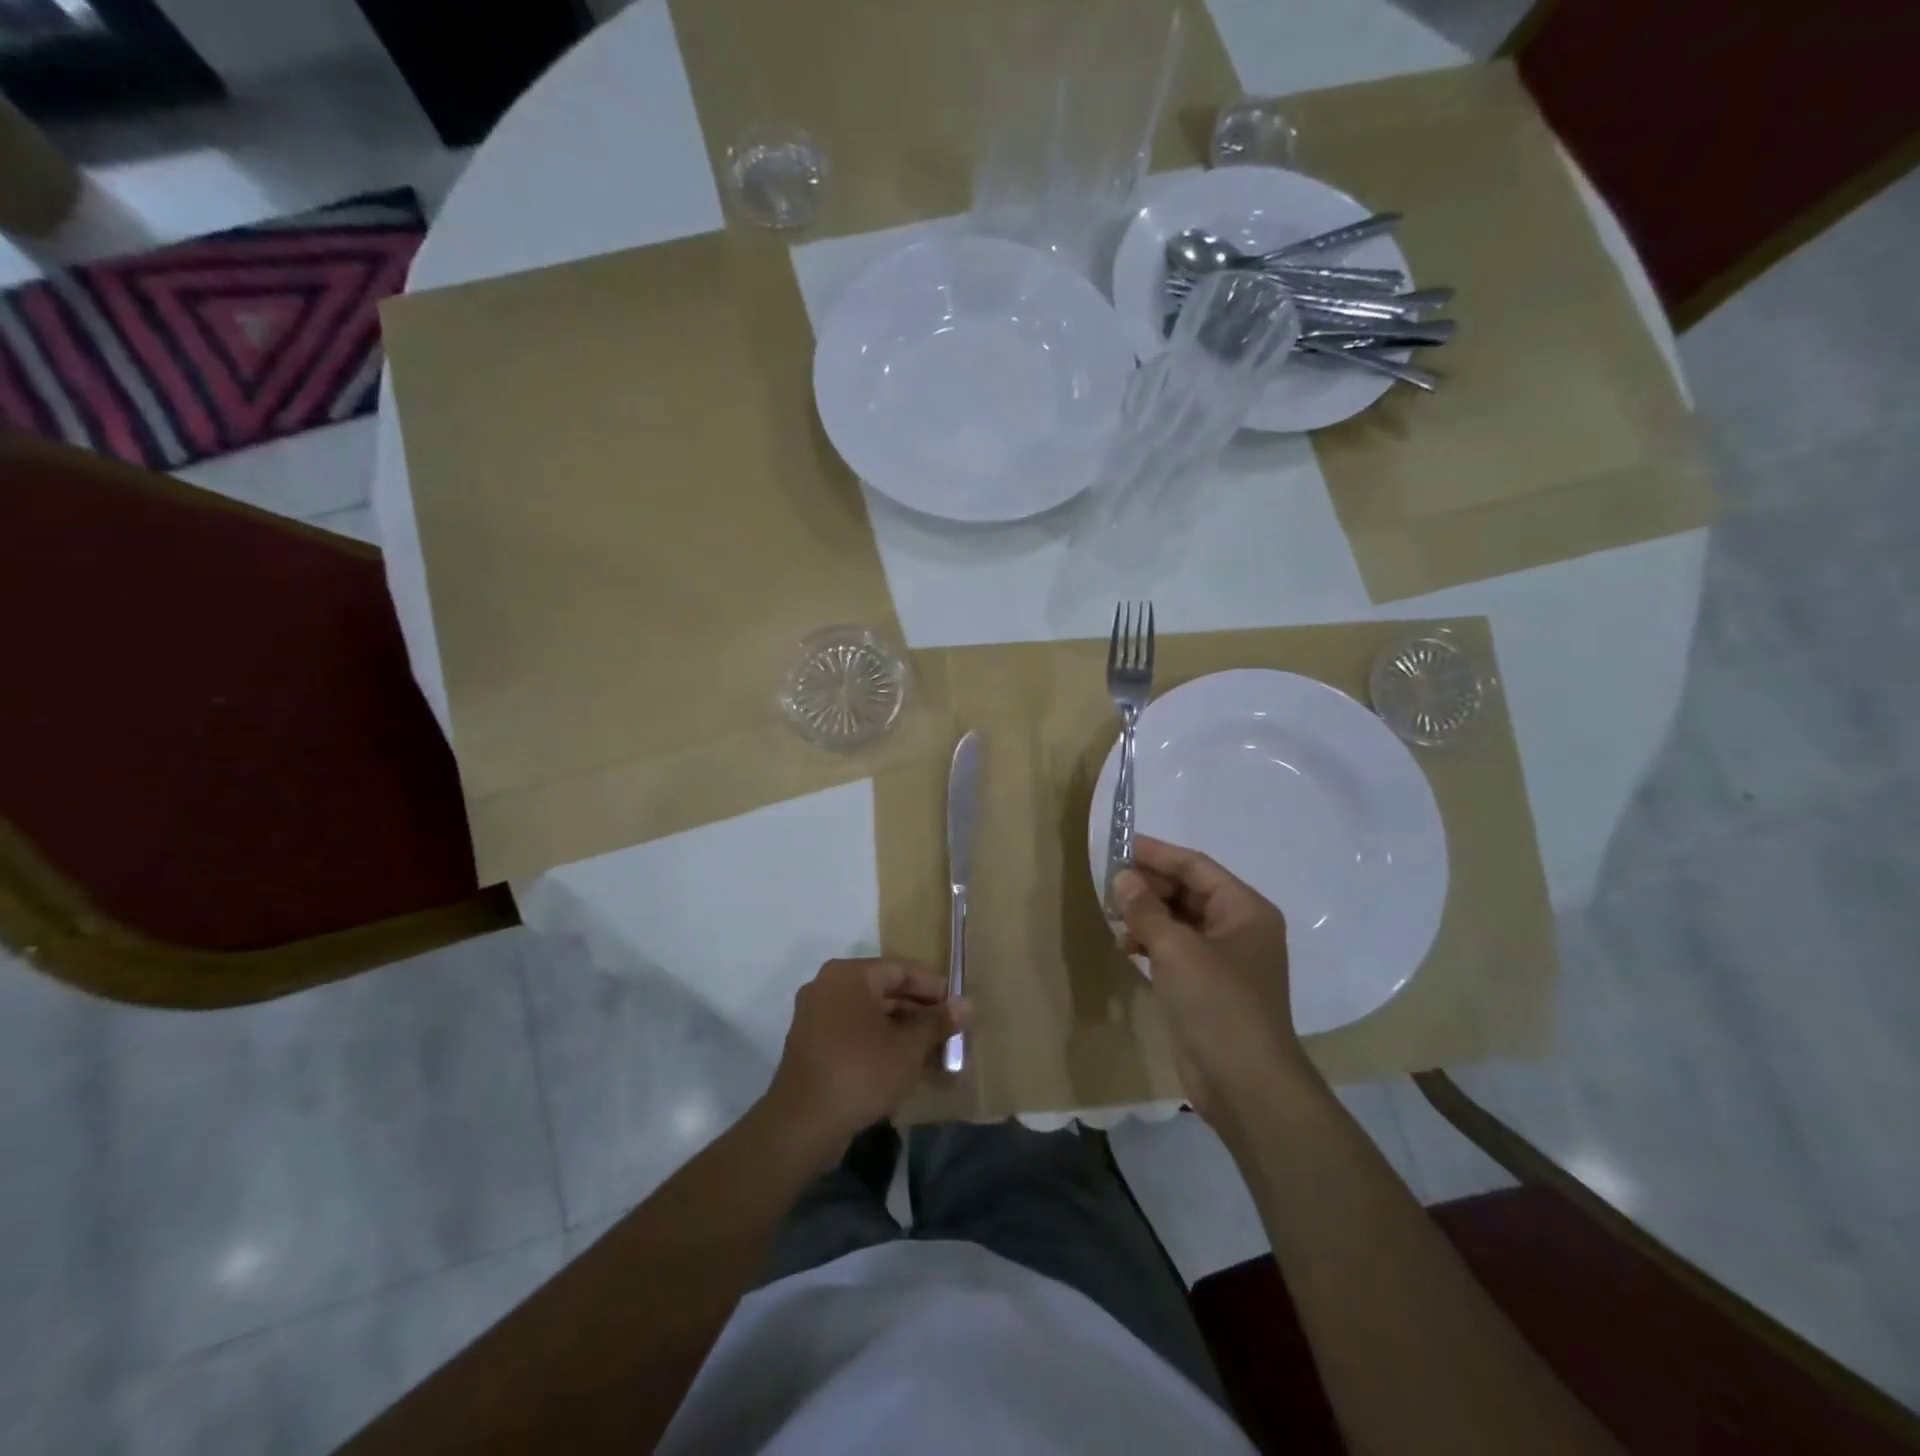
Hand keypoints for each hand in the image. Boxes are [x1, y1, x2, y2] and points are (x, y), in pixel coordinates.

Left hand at [765, 958, 962, 1160]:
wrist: (803, 1125)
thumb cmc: (861, 1072)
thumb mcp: (908, 1047)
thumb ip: (937, 1022)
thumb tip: (966, 1005)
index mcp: (849, 975)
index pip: (901, 969)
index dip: (933, 986)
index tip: (958, 1005)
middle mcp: (828, 986)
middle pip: (884, 990)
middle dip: (919, 1011)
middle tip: (950, 1030)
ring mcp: (815, 1015)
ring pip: (870, 1014)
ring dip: (902, 1030)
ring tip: (934, 1051)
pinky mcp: (812, 1044)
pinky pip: (854, 1032)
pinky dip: (880, 1042)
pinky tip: (906, 1064)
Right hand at [1114, 836, 1314, 1123]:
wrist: (1246, 1084)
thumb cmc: (1218, 1005)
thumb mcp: (1177, 950)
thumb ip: (1146, 910)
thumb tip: (1123, 878)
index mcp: (1245, 910)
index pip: (1196, 867)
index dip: (1158, 854)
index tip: (1120, 845)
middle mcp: (1239, 928)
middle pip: (1188, 892)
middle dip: (1149, 886)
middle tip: (1109, 883)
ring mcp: (1224, 960)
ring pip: (1180, 921)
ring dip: (1147, 915)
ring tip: (1112, 915)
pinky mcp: (1208, 987)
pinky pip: (1177, 950)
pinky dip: (1152, 943)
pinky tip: (1126, 947)